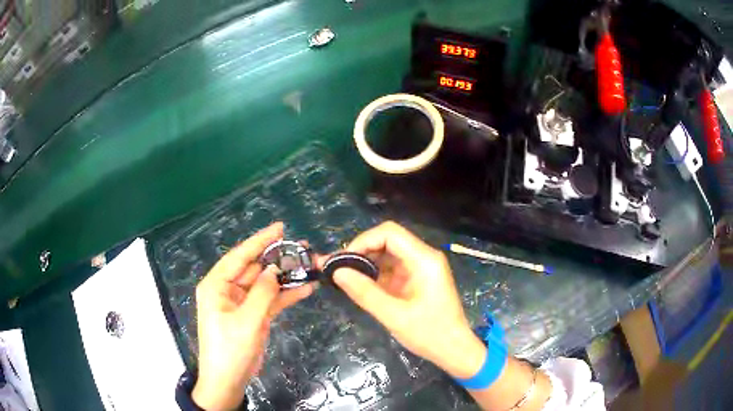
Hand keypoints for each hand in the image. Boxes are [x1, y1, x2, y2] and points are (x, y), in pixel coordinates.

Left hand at [192, 222, 315, 410]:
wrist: (228, 381)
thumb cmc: (230, 350)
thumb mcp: (247, 321)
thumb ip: (263, 293)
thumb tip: (275, 269)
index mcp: (217, 285)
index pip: (239, 256)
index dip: (260, 241)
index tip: (281, 227)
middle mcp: (227, 289)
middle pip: (254, 268)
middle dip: (278, 259)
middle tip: (303, 249)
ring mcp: (241, 303)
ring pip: (265, 284)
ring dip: (285, 277)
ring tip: (309, 265)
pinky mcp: (253, 315)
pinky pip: (270, 300)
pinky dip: (285, 295)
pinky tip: (305, 288)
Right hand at [326, 221, 486, 378]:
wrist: (454, 349)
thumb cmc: (430, 333)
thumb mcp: (394, 316)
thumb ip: (365, 293)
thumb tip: (337, 272)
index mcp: (424, 260)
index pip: (389, 233)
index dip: (363, 241)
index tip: (344, 261)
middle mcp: (423, 257)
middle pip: (387, 241)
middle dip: (361, 251)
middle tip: (336, 268)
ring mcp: (420, 268)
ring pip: (387, 254)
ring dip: (365, 263)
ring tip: (341, 275)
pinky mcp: (416, 280)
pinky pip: (391, 269)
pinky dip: (373, 274)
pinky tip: (358, 284)